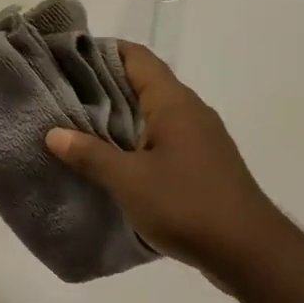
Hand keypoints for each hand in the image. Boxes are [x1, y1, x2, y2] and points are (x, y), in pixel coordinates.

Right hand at [45, 42, 282, 279]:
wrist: (249, 250)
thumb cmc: (186, 205)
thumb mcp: (129, 181)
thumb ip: (90, 155)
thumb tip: (54, 134)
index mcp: (173, 103)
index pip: (136, 57)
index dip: (101, 51)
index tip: (66, 59)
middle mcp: (190, 110)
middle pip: (143, 82)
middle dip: (103, 86)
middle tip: (61, 95)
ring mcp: (200, 137)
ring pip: (152, 113)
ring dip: (119, 116)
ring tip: (78, 127)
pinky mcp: (203, 162)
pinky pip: (162, 138)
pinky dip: (136, 139)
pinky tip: (113, 159)